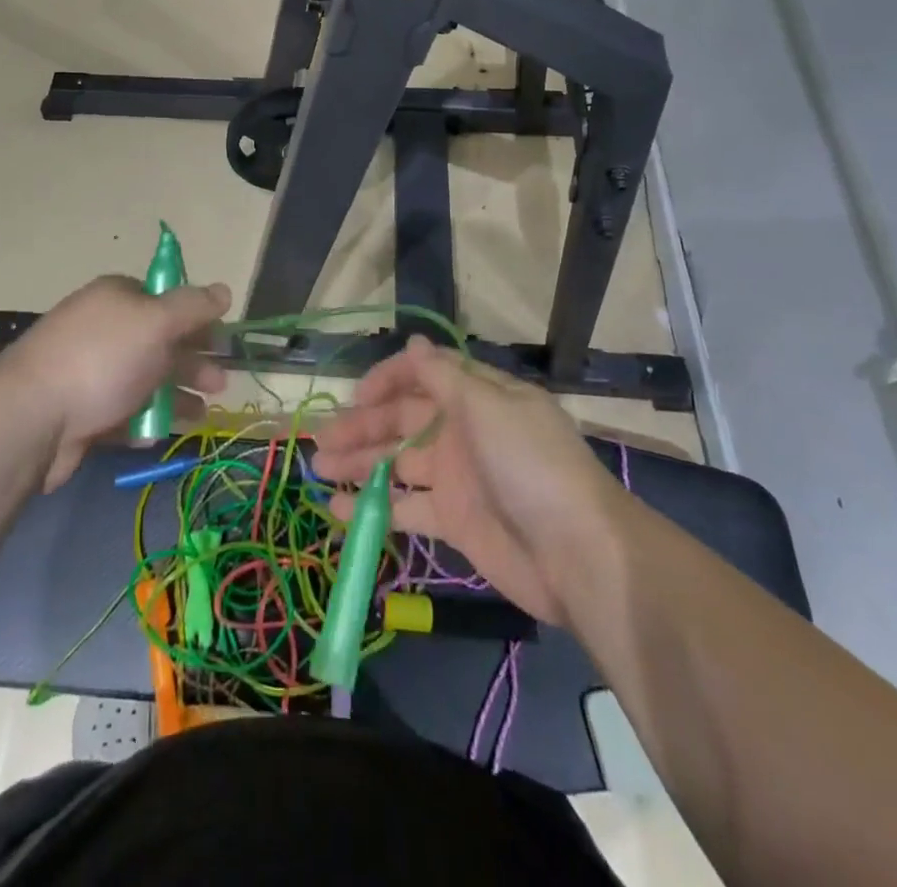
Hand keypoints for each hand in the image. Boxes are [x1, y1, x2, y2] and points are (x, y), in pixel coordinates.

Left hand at [0, 275, 230, 490]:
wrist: (31, 419)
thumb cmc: (101, 360)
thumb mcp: (156, 322)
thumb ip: (193, 307)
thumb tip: (224, 290)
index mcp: (117, 297)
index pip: (164, 299)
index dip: (196, 318)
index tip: (221, 341)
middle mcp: (103, 329)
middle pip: (159, 341)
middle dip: (193, 361)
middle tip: (221, 384)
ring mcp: (89, 371)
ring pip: (144, 379)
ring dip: (176, 394)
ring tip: (203, 415)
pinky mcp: (81, 412)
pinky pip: (122, 412)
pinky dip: (144, 421)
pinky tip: (158, 434)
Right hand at [312, 336, 618, 623]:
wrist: (578, 555)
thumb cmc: (530, 466)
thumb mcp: (488, 407)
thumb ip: (444, 376)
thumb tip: (415, 342)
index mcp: (477, 397)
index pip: (424, 375)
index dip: (387, 380)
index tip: (356, 397)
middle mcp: (464, 431)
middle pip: (403, 420)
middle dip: (361, 426)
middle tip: (321, 440)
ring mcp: (458, 477)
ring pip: (398, 462)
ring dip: (359, 463)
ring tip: (318, 469)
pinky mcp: (454, 521)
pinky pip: (406, 508)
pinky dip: (374, 508)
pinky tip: (339, 509)